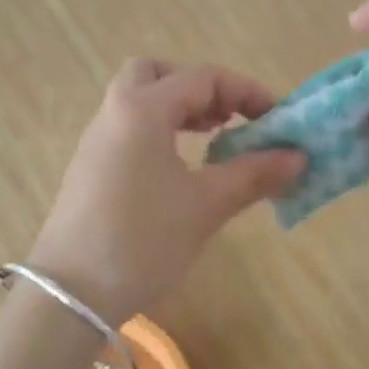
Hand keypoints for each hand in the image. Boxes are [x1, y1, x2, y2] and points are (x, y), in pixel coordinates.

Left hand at [31, 60, 304, 323]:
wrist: (71, 295)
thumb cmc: (143, 240)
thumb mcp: (205, 206)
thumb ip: (253, 174)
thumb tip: (298, 157)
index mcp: (141, 109)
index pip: (202, 78)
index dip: (246, 92)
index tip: (277, 120)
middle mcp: (114, 114)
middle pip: (155, 74)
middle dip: (198, 88)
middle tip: (226, 119)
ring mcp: (96, 143)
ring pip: (137, 102)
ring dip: (177, 110)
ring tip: (211, 142)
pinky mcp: (89, 171)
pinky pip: (127, 131)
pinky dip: (158, 133)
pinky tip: (179, 173)